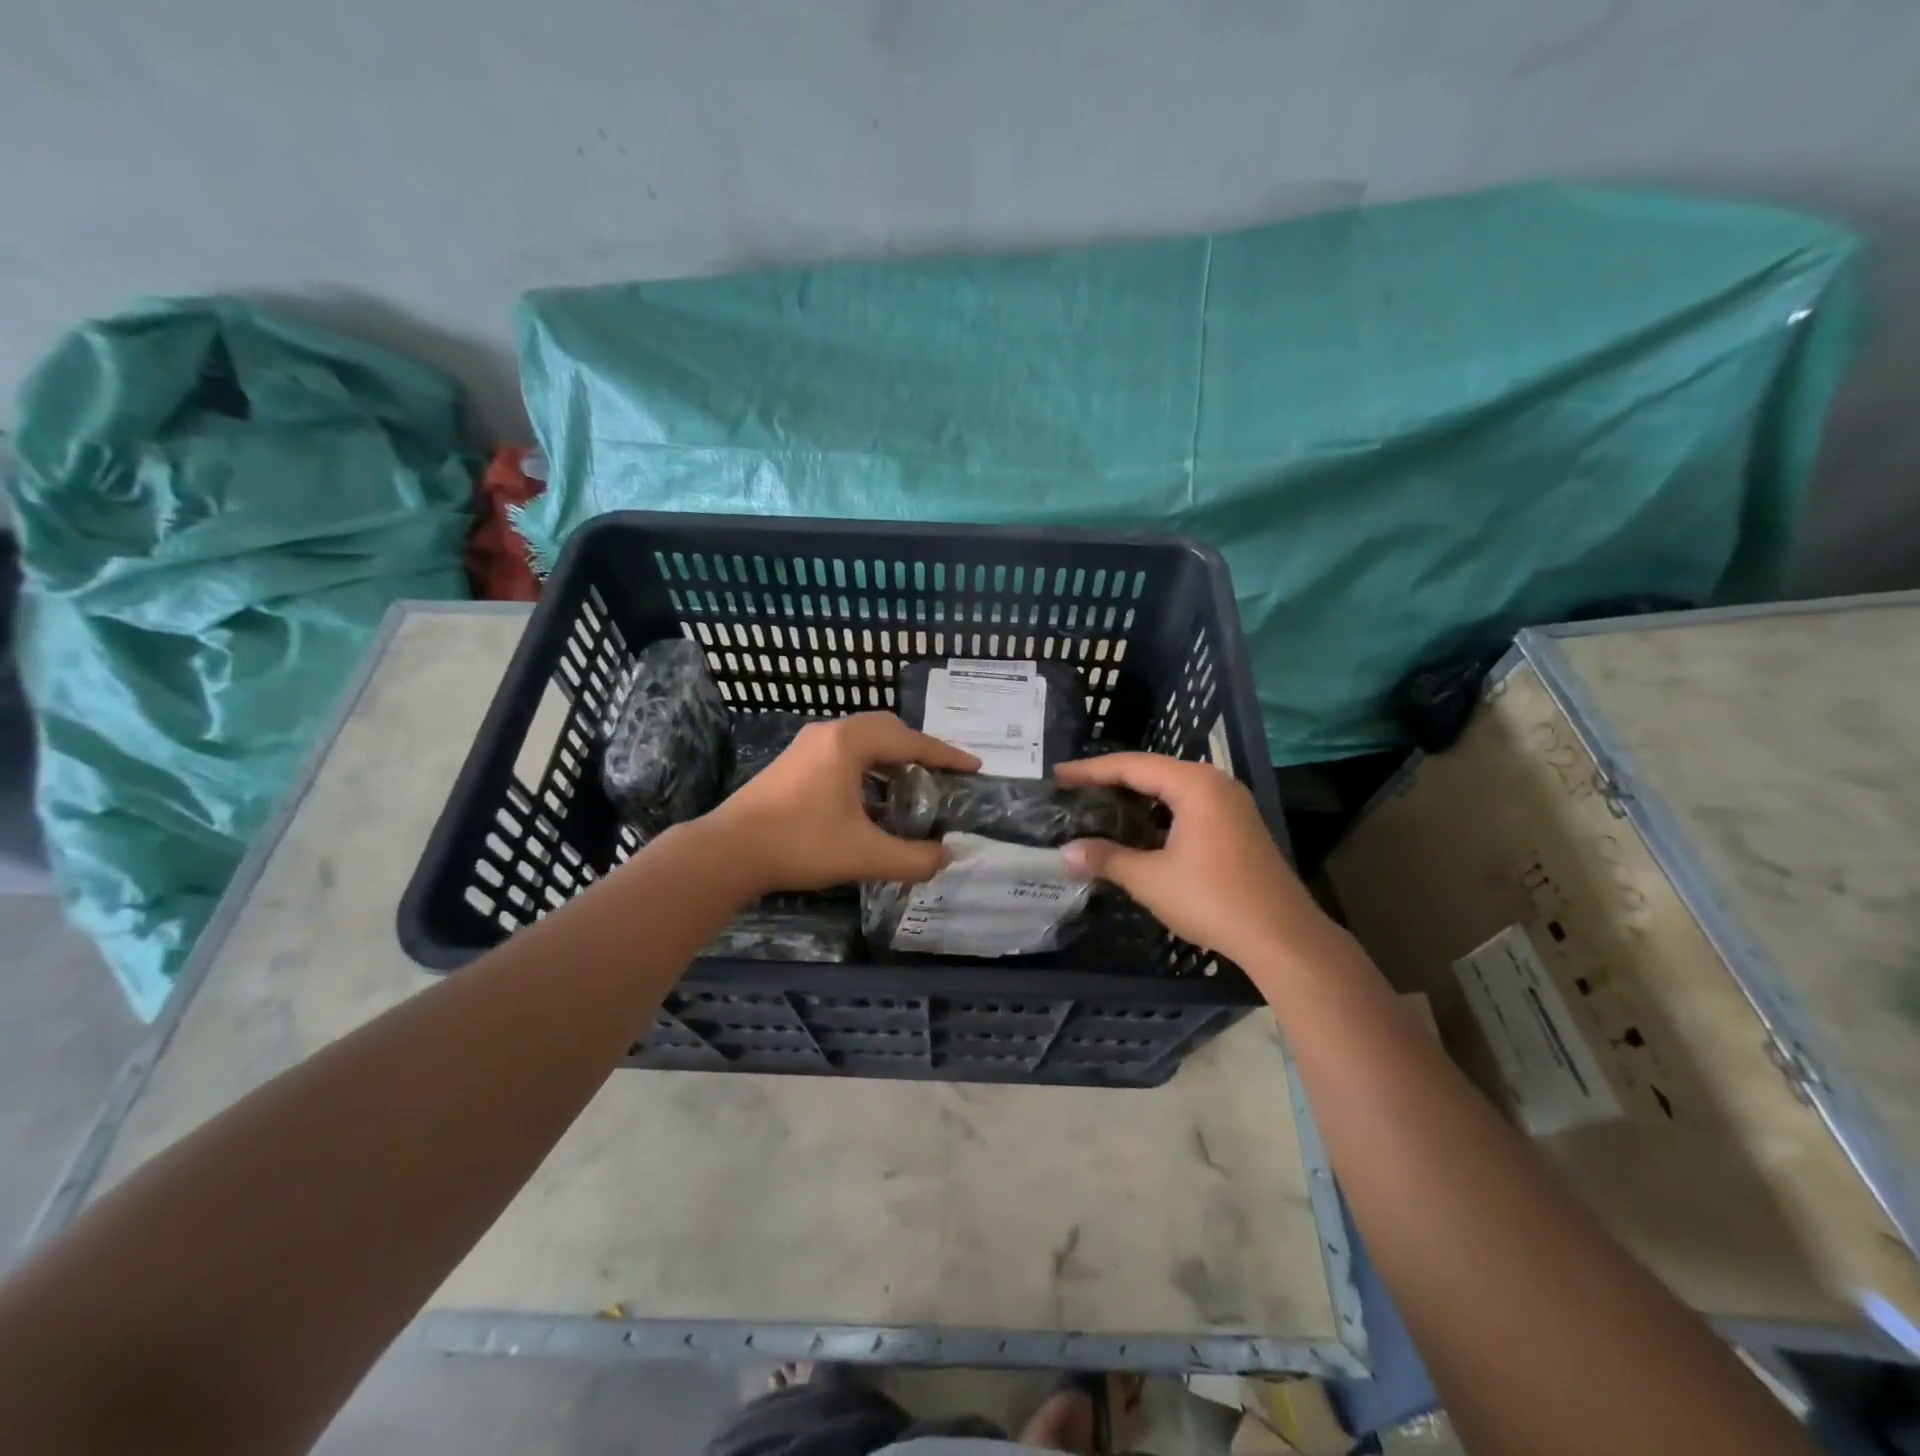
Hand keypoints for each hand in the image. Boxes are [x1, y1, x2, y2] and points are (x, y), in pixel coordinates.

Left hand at [705, 713, 978, 894]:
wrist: (728, 852)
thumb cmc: (800, 844)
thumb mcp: (865, 855)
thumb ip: (913, 858)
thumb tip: (946, 858)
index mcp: (850, 743)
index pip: (911, 741)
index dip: (946, 755)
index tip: (974, 767)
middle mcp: (829, 733)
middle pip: (886, 730)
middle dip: (918, 750)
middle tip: (942, 774)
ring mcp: (806, 745)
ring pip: (862, 741)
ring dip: (890, 758)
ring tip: (911, 785)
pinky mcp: (792, 763)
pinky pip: (842, 753)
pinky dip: (867, 767)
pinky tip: (871, 798)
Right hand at [1056, 752, 1335, 968]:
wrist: (1282, 937)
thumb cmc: (1213, 899)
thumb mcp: (1150, 879)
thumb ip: (1106, 858)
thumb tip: (1065, 853)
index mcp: (1195, 784)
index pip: (1132, 766)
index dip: (1090, 770)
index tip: (1057, 776)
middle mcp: (1215, 783)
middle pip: (1152, 771)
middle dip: (1111, 779)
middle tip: (1073, 789)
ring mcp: (1231, 804)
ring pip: (1172, 789)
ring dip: (1135, 796)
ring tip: (1097, 804)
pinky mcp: (1238, 826)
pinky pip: (1188, 805)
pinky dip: (1158, 812)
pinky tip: (1137, 828)